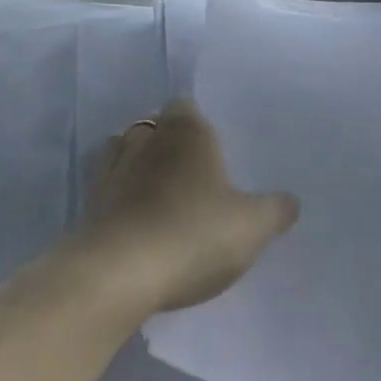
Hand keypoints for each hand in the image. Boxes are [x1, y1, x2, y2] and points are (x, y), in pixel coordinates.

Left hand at [76, 98, 299, 314]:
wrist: (119, 273)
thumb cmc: (193, 233)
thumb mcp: (252, 227)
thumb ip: (275, 210)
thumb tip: (290, 201)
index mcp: (186, 129)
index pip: (187, 106)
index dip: (199, 123)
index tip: (214, 149)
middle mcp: (146, 137)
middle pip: (157, 126)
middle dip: (171, 144)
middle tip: (195, 175)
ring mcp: (113, 168)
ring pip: (128, 152)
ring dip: (141, 166)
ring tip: (163, 195)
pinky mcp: (91, 202)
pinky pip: (110, 187)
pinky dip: (121, 196)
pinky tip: (138, 220)